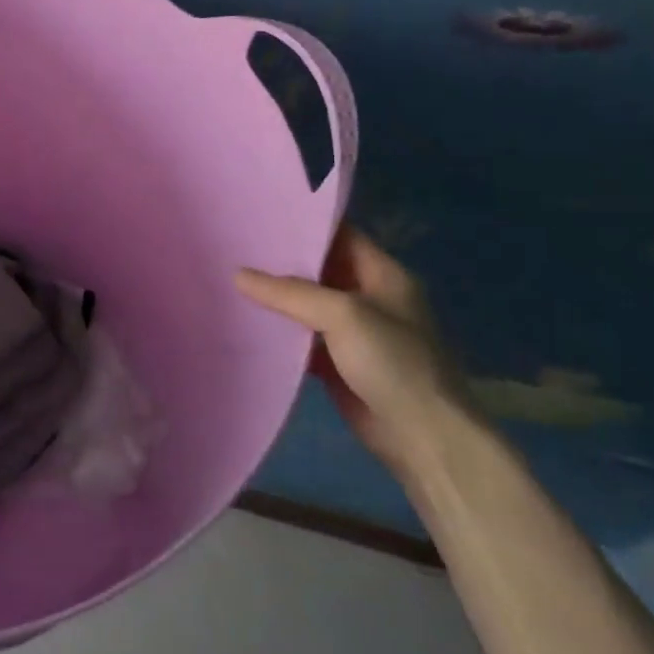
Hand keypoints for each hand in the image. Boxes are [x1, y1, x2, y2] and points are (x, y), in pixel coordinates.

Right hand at [236, 228, 472, 479]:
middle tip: (234, 245)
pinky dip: (278, 331)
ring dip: (276, 296)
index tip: (260, 215)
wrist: (423, 438)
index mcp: (383, 275)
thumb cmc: (394, 363)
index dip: (304, 224)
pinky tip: (245, 321)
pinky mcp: (337, 363)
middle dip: (281, 259)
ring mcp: (353, 332)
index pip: (340, 235)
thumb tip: (239, 275)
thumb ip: (290, 292)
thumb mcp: (343, 315)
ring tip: (229, 276)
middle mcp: (369, 297)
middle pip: (319, 268)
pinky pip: (302, 337)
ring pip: (307, 304)